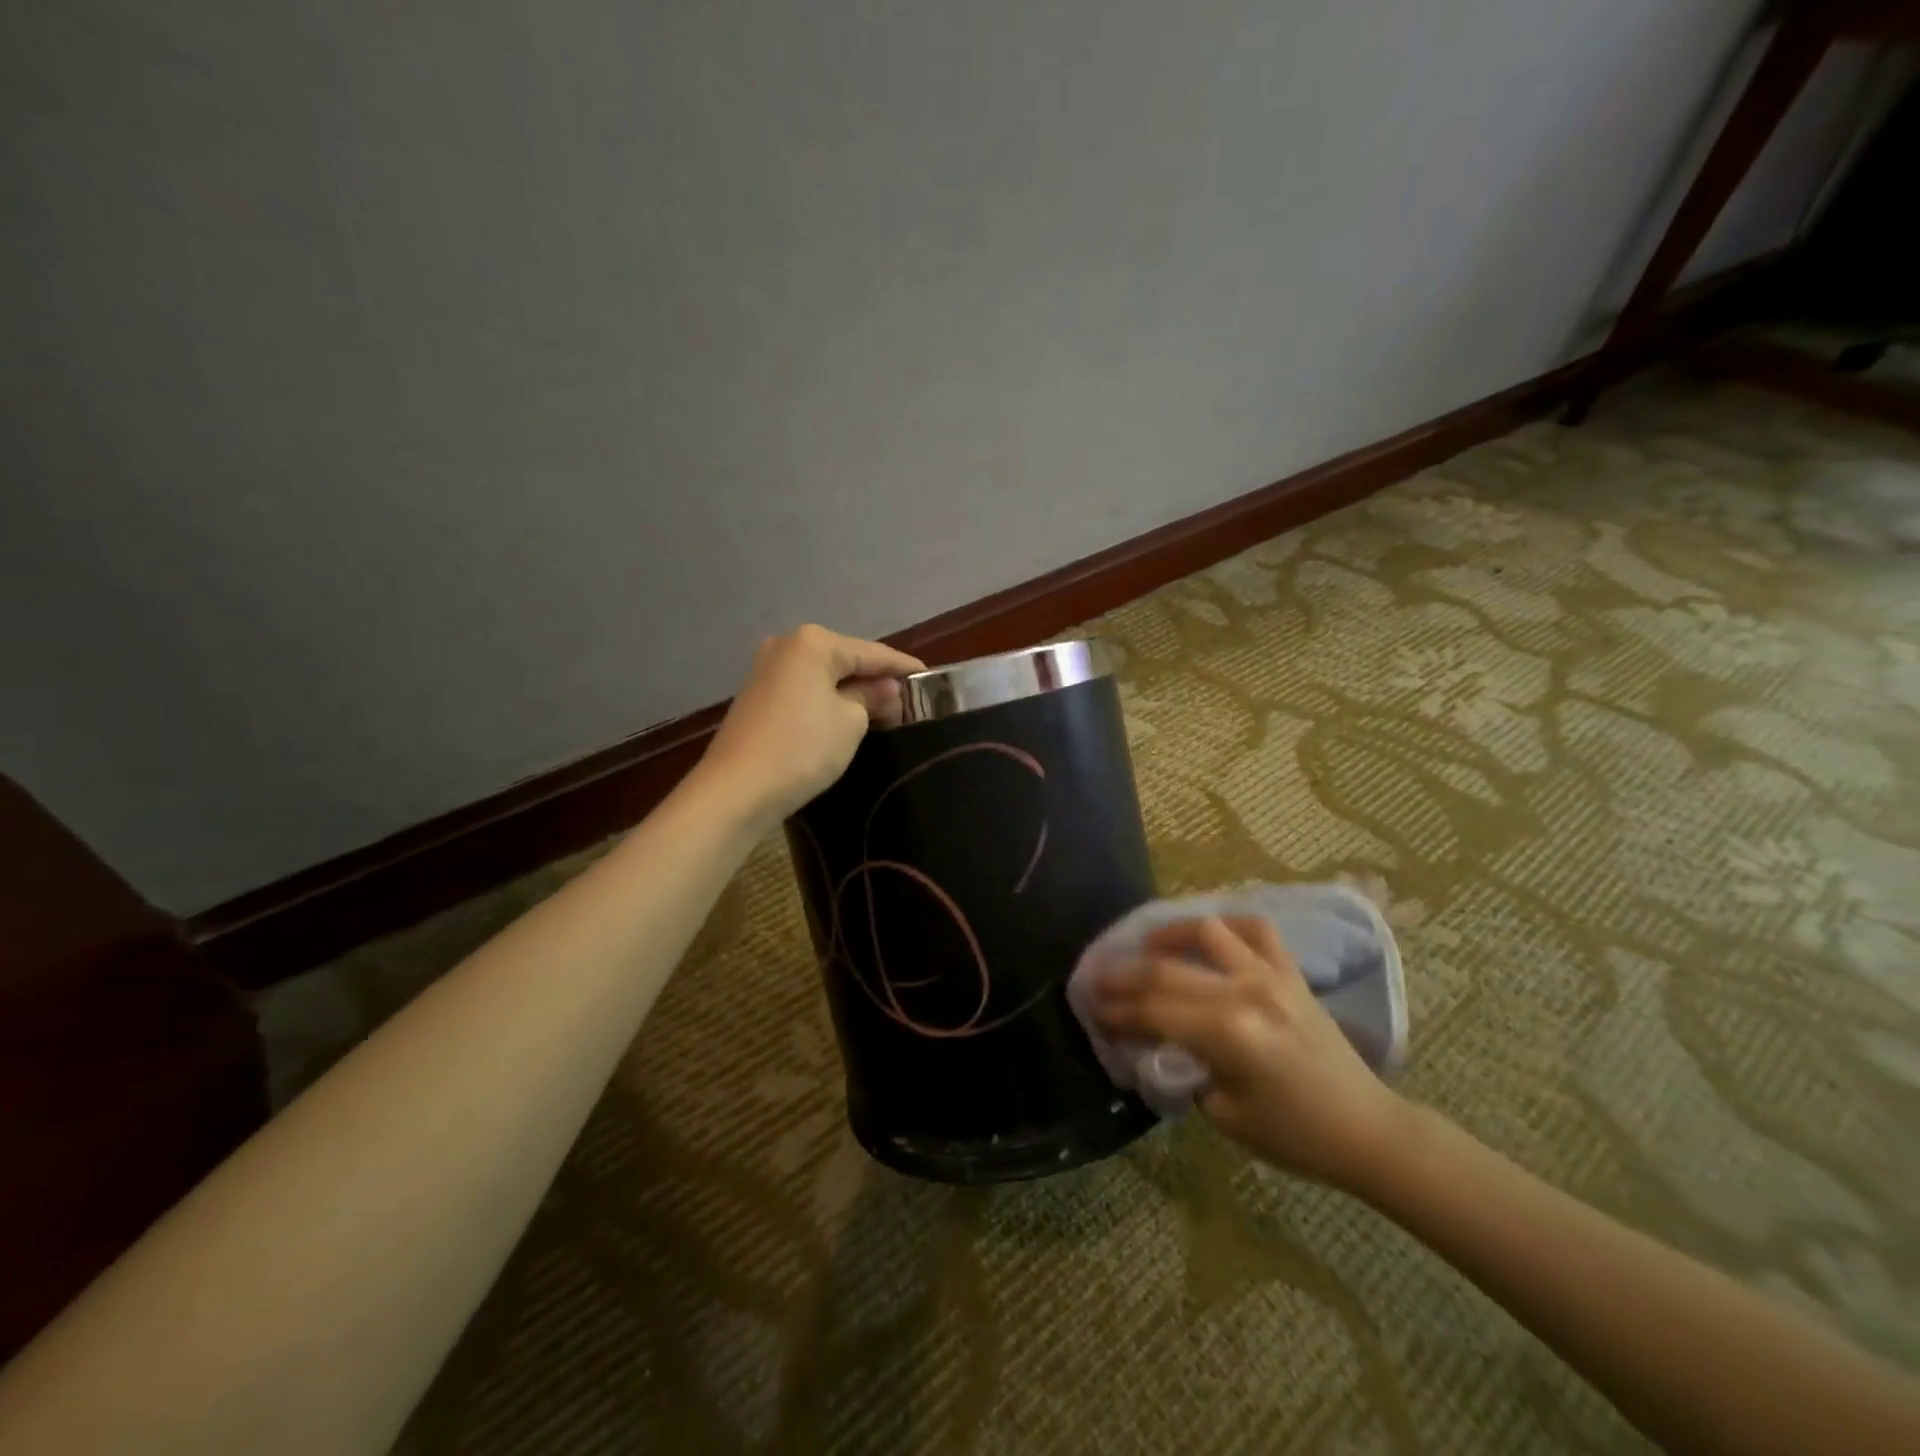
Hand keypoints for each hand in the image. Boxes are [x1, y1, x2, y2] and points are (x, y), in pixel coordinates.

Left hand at [696, 624, 925, 825]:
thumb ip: (872, 698)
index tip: (930, 676)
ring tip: (883, 708)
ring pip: (823, 675)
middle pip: (845, 659)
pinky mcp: (757, 695)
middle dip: (875, 678)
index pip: (872, 652)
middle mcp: (787, 645)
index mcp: (814, 643)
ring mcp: (766, 669)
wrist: (737, 789)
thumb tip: (887, 690)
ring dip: (851, 690)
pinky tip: (846, 714)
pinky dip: (827, 699)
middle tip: (908, 698)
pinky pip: (805, 689)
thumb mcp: (851, 722)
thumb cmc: (802, 748)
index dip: (902, 666)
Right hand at [1093, 916, 1409, 1191]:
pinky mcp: (1291, 973)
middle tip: (1098, 980)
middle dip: (1124, 976)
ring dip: (1168, 934)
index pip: (1154, 1013)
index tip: (1093, 1012)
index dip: (1118, 1013)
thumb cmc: (1295, 1135)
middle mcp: (1246, 992)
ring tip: (1147, 947)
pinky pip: (1255, 930)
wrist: (1367, 1129)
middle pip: (1167, 970)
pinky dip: (1227, 926)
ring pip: (1207, 931)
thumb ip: (1186, 1072)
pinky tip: (1208, 937)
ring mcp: (1272, 976)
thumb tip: (1158, 1045)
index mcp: (1228, 1035)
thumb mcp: (1226, 1116)